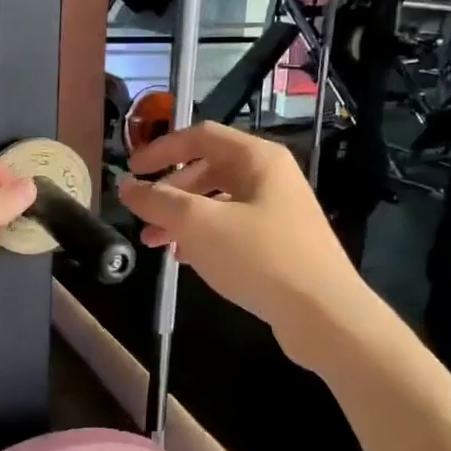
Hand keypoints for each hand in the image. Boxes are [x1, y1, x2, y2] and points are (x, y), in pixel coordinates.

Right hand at [117, 123, 371, 366]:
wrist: (323, 313)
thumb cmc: (260, 257)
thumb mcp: (200, 225)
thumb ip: (159, 201)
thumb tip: (127, 187)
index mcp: (258, 158)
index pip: (201, 136)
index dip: (162, 149)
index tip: (132, 170)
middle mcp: (270, 177)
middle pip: (209, 169)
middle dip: (170, 191)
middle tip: (142, 213)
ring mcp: (278, 211)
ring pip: (219, 202)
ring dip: (183, 217)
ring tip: (154, 242)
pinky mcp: (280, 243)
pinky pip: (232, 228)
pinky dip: (204, 237)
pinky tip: (185, 259)